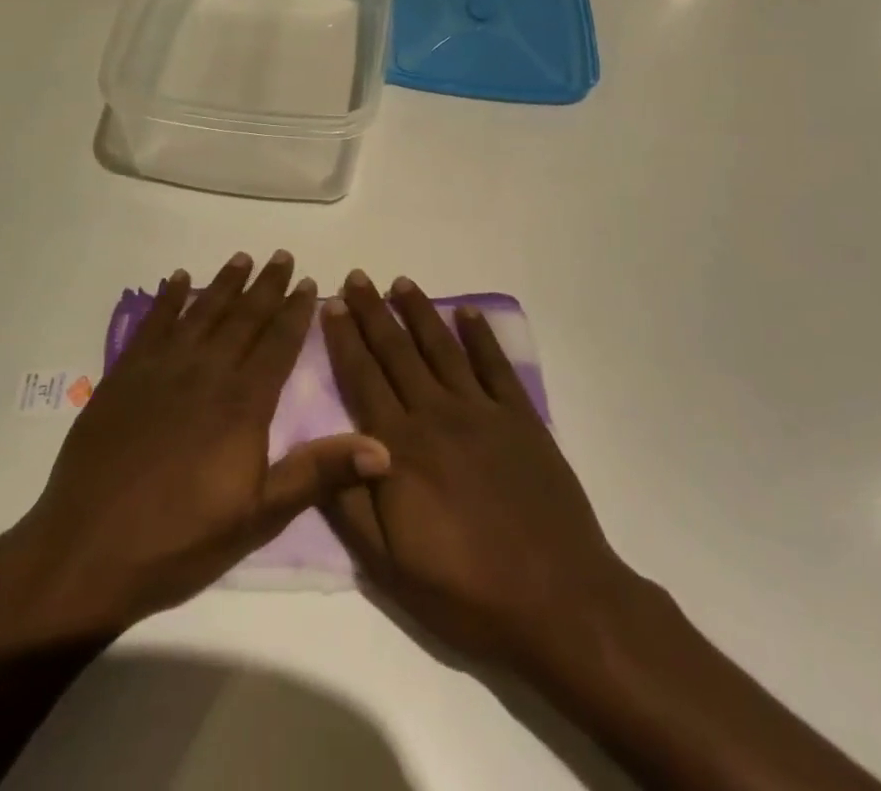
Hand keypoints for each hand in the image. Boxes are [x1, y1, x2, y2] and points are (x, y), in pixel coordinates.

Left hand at [0, 251, 390, 643]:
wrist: (87, 550)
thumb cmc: (180, 541)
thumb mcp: (257, 517)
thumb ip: (318, 474)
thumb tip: (383, 447)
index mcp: (242, 403)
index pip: (277, 344)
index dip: (295, 312)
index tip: (309, 282)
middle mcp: (206, 372)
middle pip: (243, 318)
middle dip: (266, 286)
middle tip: (282, 256)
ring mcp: (161, 369)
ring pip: (201, 312)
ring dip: (224, 283)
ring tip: (242, 258)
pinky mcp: (125, 375)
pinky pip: (152, 323)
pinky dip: (167, 298)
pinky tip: (177, 280)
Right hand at [321, 271, 633, 679]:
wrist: (558, 601)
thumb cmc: (466, 590)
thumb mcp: (391, 566)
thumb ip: (351, 502)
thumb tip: (322, 448)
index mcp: (399, 448)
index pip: (362, 378)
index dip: (344, 339)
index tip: (330, 304)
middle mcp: (436, 415)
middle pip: (397, 352)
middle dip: (373, 312)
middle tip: (357, 278)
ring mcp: (481, 412)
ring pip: (442, 348)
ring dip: (420, 312)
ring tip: (401, 282)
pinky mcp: (520, 418)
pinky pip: (495, 365)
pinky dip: (480, 335)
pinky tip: (467, 311)